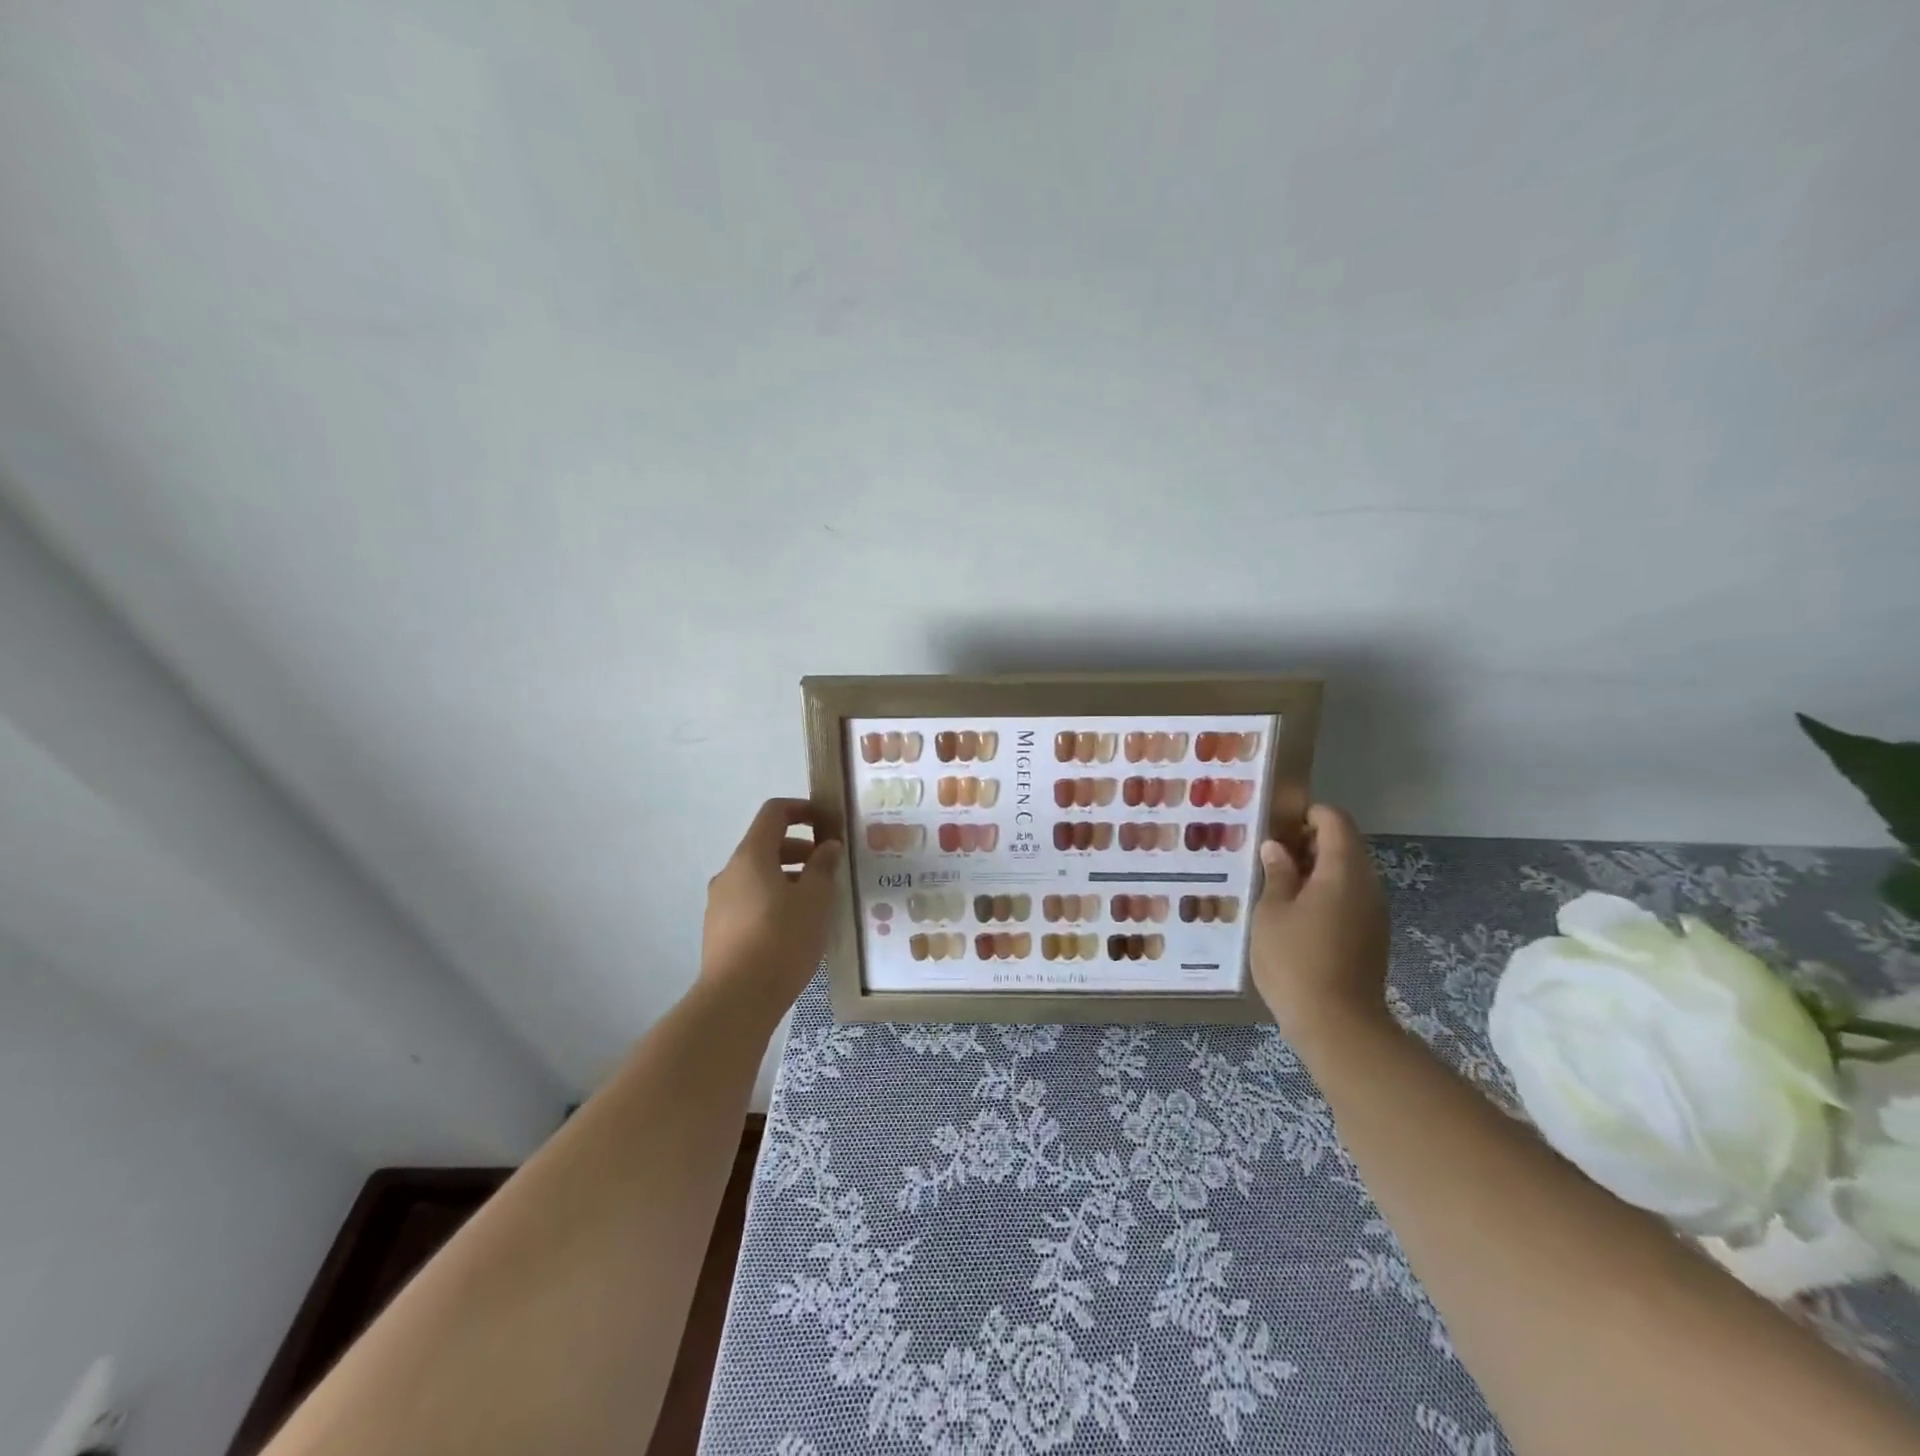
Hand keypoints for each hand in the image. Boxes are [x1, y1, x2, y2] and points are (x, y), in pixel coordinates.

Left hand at [700, 798, 843, 1020]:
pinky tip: (795, 928)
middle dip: (801, 850)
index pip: (774, 813)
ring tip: (818, 902)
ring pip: (759, 876)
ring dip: (789, 877)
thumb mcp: (815, 900)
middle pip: (766, 845)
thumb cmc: (781, 940)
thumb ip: (823, 867)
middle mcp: (730, 873)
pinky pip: (751, 901)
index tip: (829, 822)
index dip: (803, 809)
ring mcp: (719, 902)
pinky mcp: (718, 930)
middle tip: (830, 868)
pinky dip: (774, 900)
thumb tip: (827, 847)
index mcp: (751, 856)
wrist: (736, 1000)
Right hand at [1249, 804, 1390, 1051]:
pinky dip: (1324, 892)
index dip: (1307, 813)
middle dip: (1307, 841)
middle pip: (1344, 845)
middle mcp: (1367, 886)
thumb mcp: (1272, 912)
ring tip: (1275, 882)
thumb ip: (1277, 874)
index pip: (1335, 821)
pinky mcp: (1372, 937)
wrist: (1338, 1026)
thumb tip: (1276, 848)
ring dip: (1314, 869)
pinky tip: (1293, 912)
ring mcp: (1373, 913)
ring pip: (1347, 873)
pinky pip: (1349, 898)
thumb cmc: (1295, 961)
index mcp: (1343, 871)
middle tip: (1268, 853)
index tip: (1275, 823)